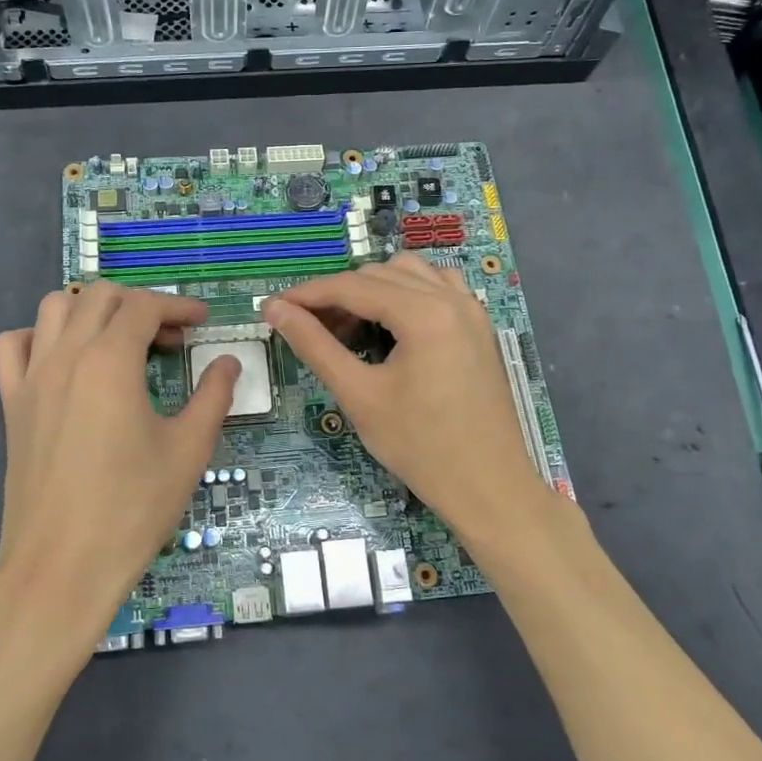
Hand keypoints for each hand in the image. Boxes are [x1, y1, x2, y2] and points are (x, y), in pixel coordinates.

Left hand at [0, 283, 238, 661]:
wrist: (62, 566)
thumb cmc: (133, 509)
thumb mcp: (188, 450)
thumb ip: (213, 396)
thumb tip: (228, 362)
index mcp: (110, 361)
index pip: (144, 307)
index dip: (179, 307)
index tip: (203, 323)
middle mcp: (66, 356)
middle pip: (101, 296)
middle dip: (141, 305)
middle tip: (171, 341)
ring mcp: (31, 377)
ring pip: (55, 307)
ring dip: (93, 311)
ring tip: (121, 343)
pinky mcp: (11, 404)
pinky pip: (14, 345)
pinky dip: (40, 336)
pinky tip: (65, 361)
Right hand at [262, 254, 548, 542]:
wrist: (488, 487)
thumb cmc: (420, 446)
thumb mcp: (359, 395)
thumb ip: (315, 345)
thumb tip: (275, 310)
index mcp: (425, 314)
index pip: (353, 286)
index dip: (308, 294)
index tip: (273, 308)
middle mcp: (452, 298)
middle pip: (379, 275)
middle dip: (338, 295)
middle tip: (308, 329)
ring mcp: (472, 310)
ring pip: (410, 273)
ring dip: (373, 289)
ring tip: (349, 326)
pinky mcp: (479, 327)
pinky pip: (439, 287)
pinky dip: (408, 293)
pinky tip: (393, 324)